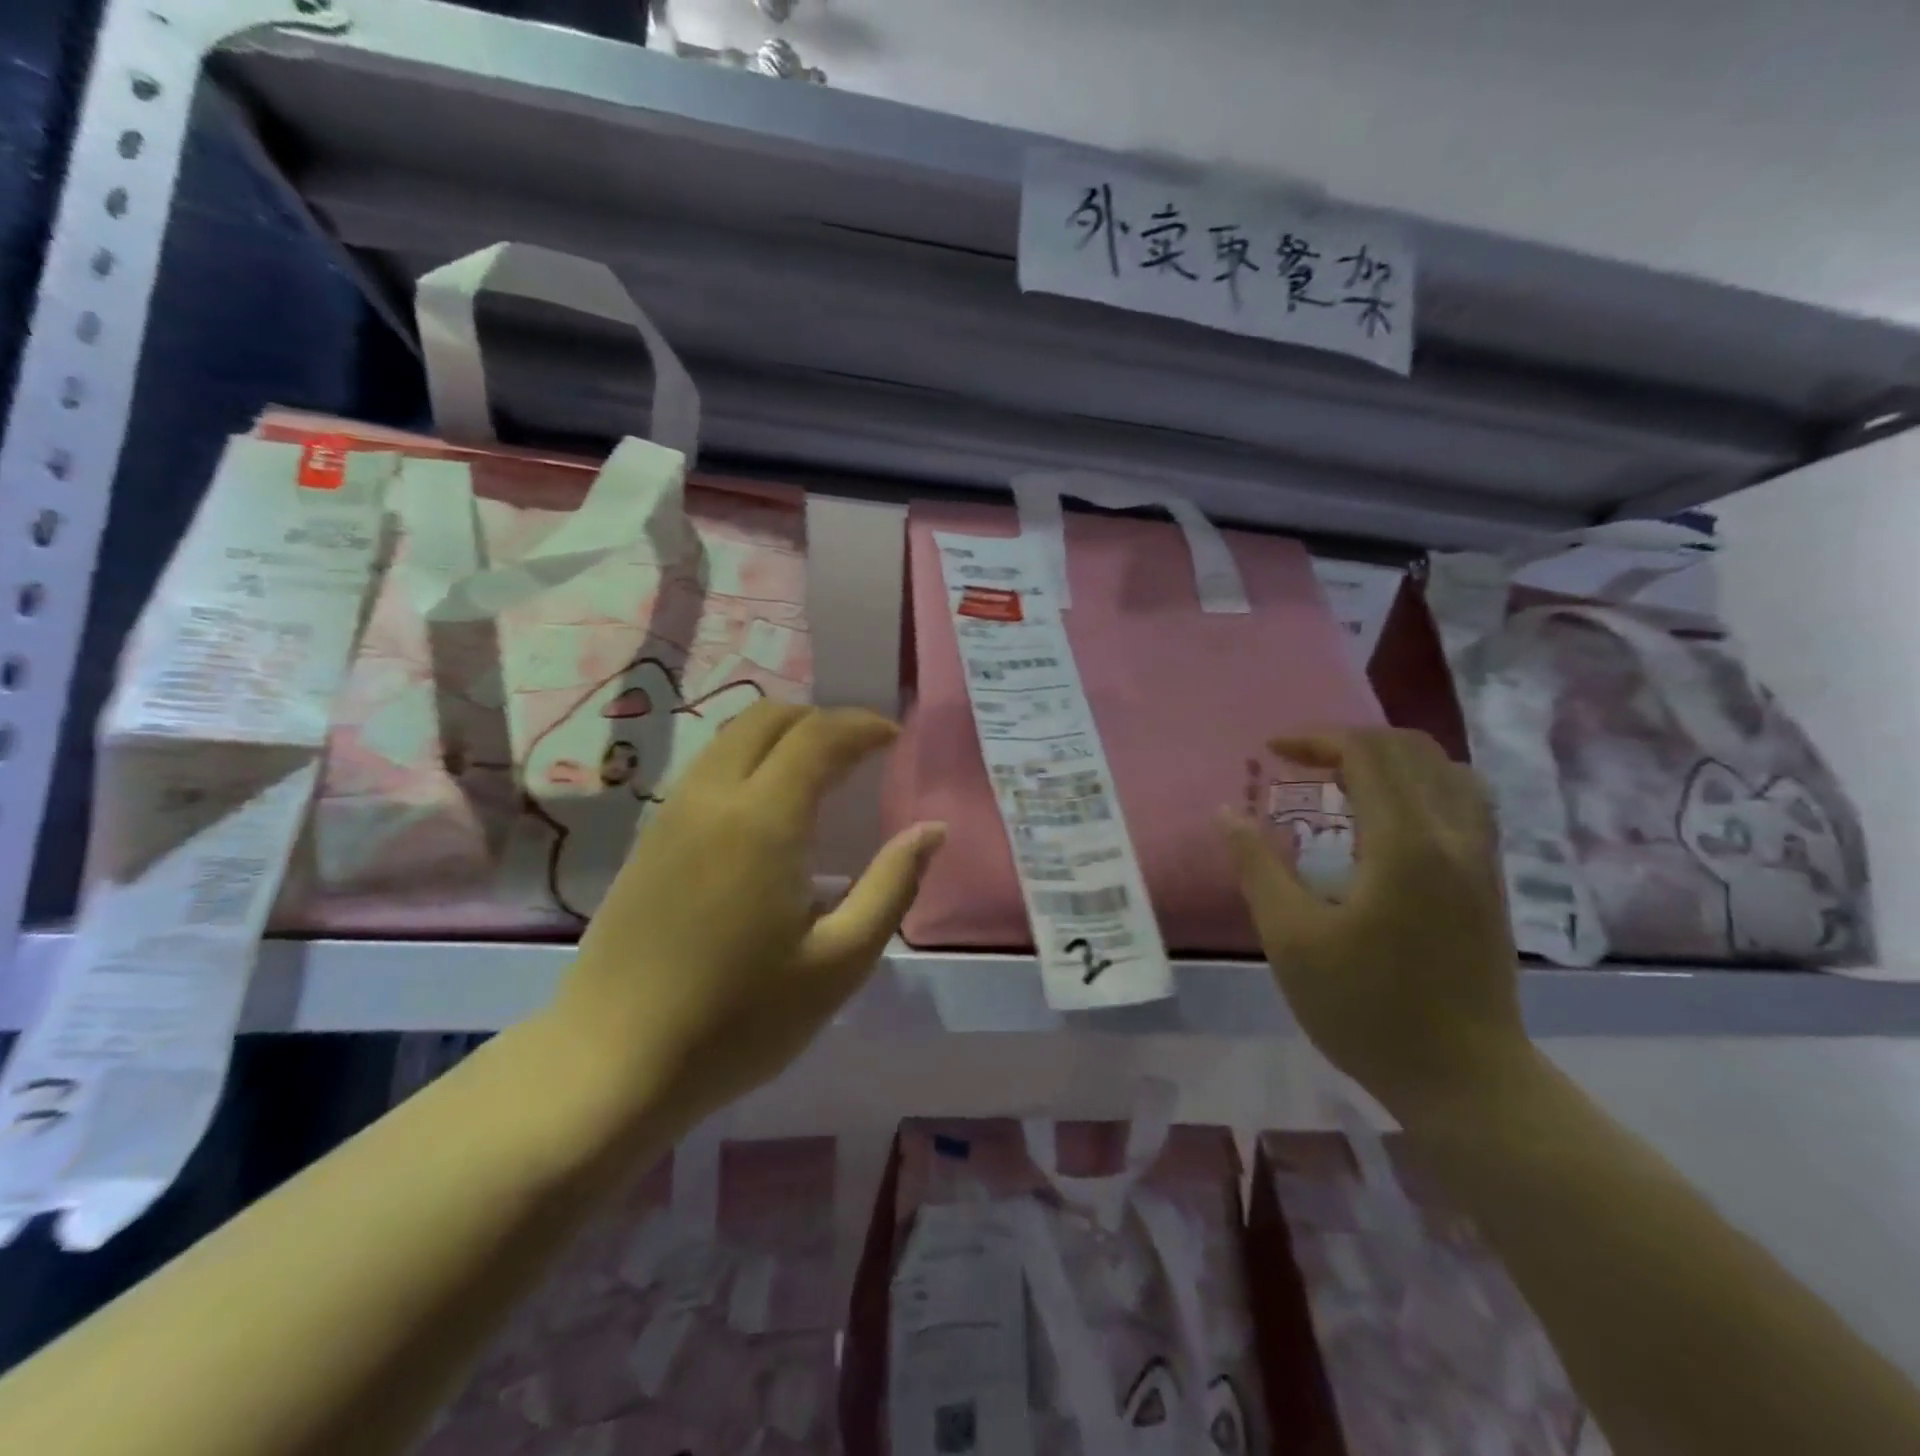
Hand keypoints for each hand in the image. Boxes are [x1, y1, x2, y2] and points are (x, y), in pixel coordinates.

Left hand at [555, 701, 944, 1128]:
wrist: (611, 1064)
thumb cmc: (738, 1020)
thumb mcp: (839, 962)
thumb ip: (892, 885)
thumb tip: (932, 830)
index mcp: (763, 820)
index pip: (818, 736)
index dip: (862, 726)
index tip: (894, 739)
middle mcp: (712, 797)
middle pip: (768, 718)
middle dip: (821, 720)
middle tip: (861, 753)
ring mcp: (672, 814)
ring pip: (731, 738)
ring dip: (782, 737)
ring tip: (821, 774)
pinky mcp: (650, 839)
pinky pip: (708, 769)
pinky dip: (749, 761)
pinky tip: (768, 811)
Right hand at [1220, 728, 1531, 1117]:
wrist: (1465, 1079)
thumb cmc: (1367, 1009)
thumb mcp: (1291, 939)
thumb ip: (1257, 866)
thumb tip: (1226, 813)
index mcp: (1405, 843)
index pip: (1367, 752)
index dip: (1315, 739)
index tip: (1270, 753)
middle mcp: (1454, 835)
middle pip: (1409, 748)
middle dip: (1347, 742)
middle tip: (1299, 764)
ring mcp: (1481, 857)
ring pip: (1445, 769)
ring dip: (1388, 759)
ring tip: (1341, 783)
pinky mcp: (1490, 880)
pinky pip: (1462, 799)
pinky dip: (1418, 784)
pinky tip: (1387, 817)